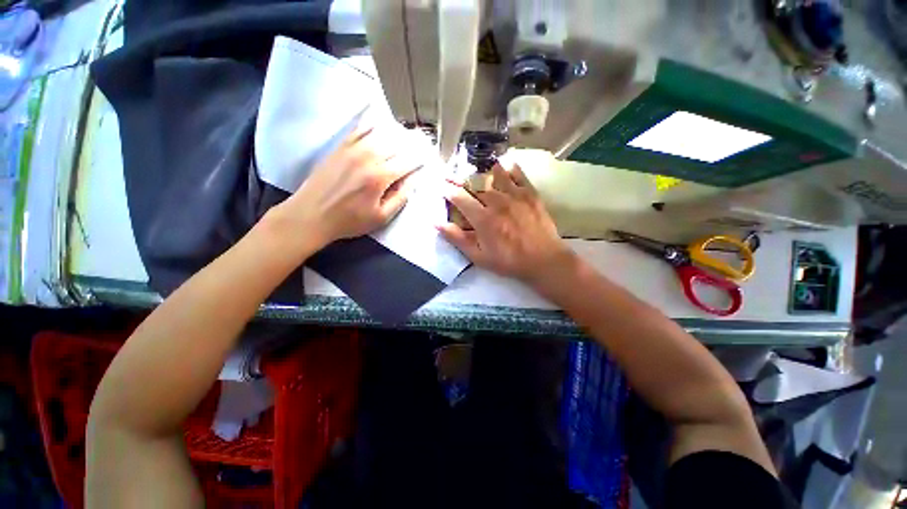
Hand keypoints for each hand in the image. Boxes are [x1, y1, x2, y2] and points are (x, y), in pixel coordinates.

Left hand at [265, 124, 419, 253]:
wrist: (311, 215)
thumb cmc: (349, 221)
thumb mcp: (381, 217)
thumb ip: (400, 198)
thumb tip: (413, 182)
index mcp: (380, 177)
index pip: (407, 162)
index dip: (419, 160)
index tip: (428, 157)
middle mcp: (368, 158)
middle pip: (396, 145)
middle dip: (411, 144)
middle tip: (422, 141)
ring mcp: (352, 150)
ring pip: (379, 134)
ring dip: (395, 133)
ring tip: (405, 133)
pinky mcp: (339, 148)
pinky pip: (358, 130)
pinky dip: (371, 126)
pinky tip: (378, 123)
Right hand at [439, 163, 573, 283]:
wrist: (543, 260)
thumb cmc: (509, 261)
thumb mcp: (479, 256)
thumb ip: (458, 239)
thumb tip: (436, 223)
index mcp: (483, 219)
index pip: (460, 198)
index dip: (448, 190)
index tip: (440, 185)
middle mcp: (497, 202)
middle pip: (475, 184)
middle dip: (460, 179)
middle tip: (452, 175)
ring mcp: (515, 196)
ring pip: (496, 175)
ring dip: (484, 170)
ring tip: (477, 167)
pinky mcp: (531, 194)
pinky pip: (519, 175)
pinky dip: (510, 168)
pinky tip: (505, 164)